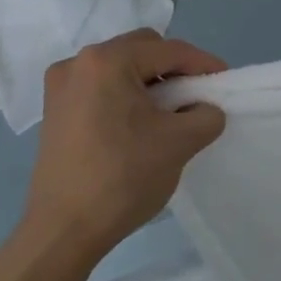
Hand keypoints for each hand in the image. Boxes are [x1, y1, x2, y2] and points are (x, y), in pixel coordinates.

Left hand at [20, 30, 226, 265]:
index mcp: (107, 61)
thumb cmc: (123, 177)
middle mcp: (78, 63)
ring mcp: (61, 87)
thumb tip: (204, 109)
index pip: (169, 50)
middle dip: (173, 69)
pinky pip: (101, 88)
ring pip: (120, 69)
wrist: (64, 230)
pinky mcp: (55, 111)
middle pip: (141, 50)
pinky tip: (140, 125)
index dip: (203, 64)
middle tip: (196, 96)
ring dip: (149, 83)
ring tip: (170, 113)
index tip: (225, 81)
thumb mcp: (180, 142)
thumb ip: (206, 115)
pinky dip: (126, 97)